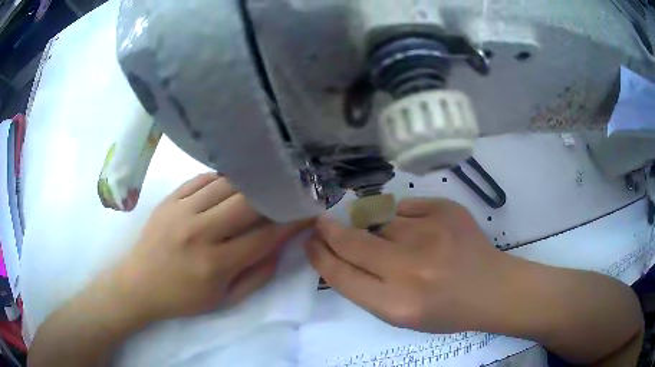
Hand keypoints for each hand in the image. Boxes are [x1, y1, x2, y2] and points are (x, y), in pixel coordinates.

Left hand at [111, 173, 310, 322]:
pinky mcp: (170, 199)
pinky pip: (202, 179)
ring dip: (250, 184)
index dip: (290, 222)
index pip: (264, 236)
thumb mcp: (224, 300)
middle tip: (288, 193)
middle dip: (274, 196)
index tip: (306, 212)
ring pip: (226, 185)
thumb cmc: (183, 298)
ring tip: (264, 184)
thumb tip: (280, 247)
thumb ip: (257, 275)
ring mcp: (181, 211)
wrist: (138, 284)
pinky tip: (232, 183)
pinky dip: (222, 178)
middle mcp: (199, 232)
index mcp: (215, 263)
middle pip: (247, 203)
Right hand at [305, 198, 511, 333]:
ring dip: (380, 230)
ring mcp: (430, 233)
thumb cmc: (444, 310)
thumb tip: (339, 250)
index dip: (320, 256)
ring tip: (407, 245)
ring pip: (380, 221)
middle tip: (322, 223)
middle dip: (330, 231)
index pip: (341, 275)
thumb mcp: (399, 314)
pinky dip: (406, 219)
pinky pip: (406, 207)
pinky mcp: (446, 209)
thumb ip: (366, 286)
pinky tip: (425, 234)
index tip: (311, 241)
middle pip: (352, 242)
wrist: (490, 288)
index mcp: (396, 304)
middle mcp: (410, 268)